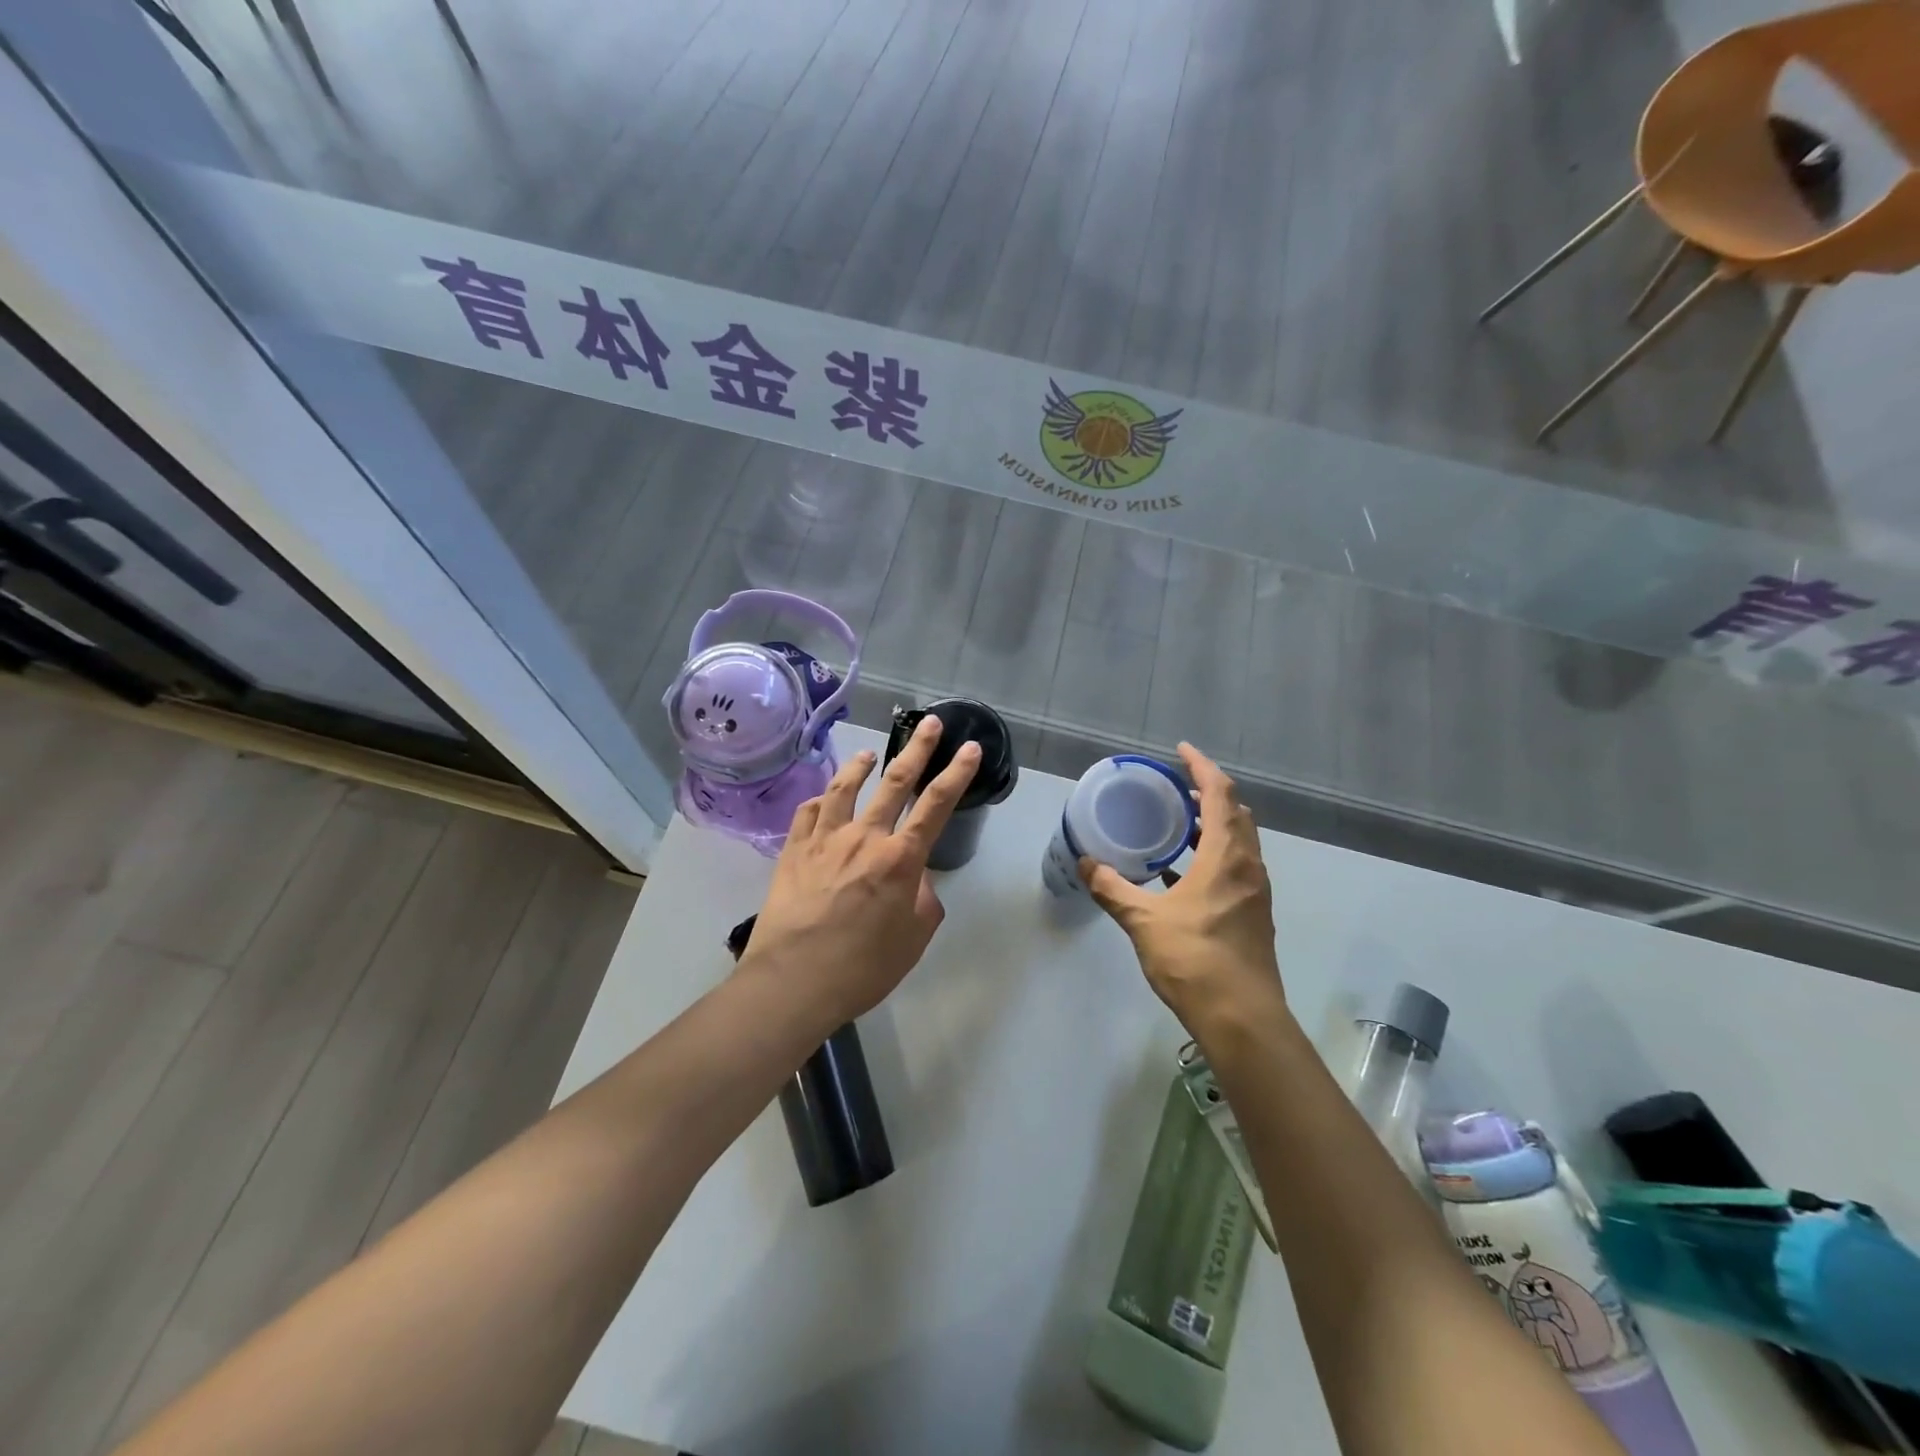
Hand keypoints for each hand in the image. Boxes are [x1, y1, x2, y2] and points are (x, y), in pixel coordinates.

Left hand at [744, 716, 980, 1027]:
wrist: (793, 982)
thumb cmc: (862, 968)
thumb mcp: (913, 940)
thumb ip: (922, 900)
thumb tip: (915, 879)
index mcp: (900, 859)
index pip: (936, 804)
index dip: (957, 773)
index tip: (970, 748)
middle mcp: (864, 837)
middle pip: (895, 782)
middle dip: (917, 750)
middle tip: (930, 723)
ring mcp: (824, 839)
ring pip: (845, 788)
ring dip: (861, 766)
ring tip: (870, 753)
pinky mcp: (793, 850)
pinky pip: (808, 812)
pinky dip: (821, 799)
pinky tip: (824, 797)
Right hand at [1079, 743, 1286, 1038]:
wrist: (1242, 1019)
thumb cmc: (1194, 960)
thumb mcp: (1143, 921)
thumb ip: (1113, 888)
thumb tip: (1085, 862)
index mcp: (1226, 857)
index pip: (1220, 794)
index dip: (1201, 767)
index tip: (1180, 751)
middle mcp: (1248, 867)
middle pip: (1236, 814)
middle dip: (1209, 793)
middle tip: (1176, 788)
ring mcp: (1255, 893)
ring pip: (1239, 842)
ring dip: (1213, 825)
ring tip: (1178, 823)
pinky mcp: (1253, 915)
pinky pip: (1235, 868)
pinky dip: (1213, 856)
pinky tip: (1182, 874)